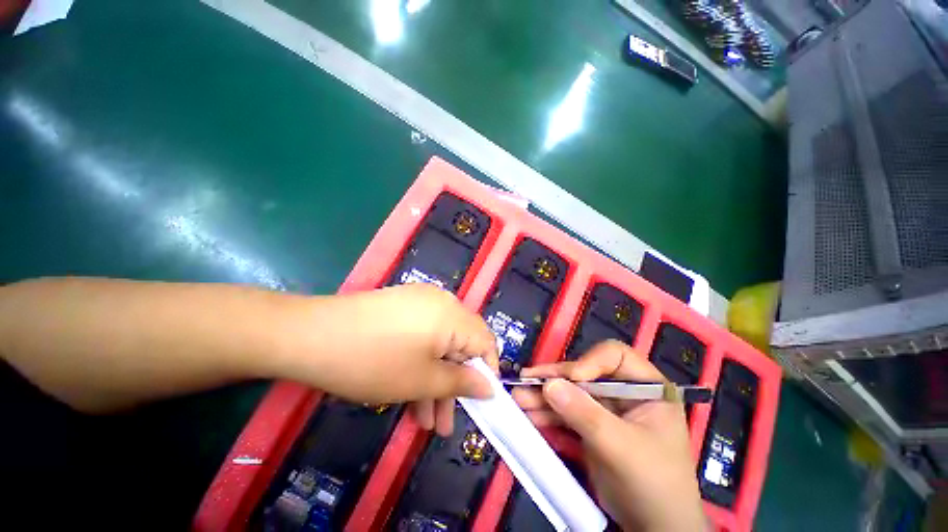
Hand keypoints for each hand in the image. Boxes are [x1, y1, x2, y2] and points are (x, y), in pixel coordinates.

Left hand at [289, 283, 497, 435]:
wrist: (310, 335)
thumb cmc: (373, 361)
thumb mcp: (422, 380)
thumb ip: (461, 383)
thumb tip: (490, 386)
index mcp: (453, 315)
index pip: (486, 341)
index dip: (486, 371)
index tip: (478, 400)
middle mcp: (442, 302)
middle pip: (460, 344)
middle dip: (454, 384)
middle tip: (444, 422)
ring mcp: (419, 302)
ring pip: (438, 344)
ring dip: (434, 380)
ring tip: (423, 420)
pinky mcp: (402, 307)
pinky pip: (422, 335)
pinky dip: (420, 362)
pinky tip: (408, 391)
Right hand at [512, 340, 706, 531]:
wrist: (653, 530)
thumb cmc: (653, 485)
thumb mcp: (622, 448)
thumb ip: (586, 415)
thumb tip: (549, 385)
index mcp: (646, 387)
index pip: (615, 356)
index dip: (590, 361)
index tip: (571, 378)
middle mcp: (624, 392)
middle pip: (584, 373)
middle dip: (555, 379)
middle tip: (526, 380)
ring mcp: (606, 409)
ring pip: (571, 392)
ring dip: (545, 396)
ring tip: (519, 398)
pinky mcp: (592, 425)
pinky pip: (567, 412)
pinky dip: (548, 413)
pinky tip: (529, 415)